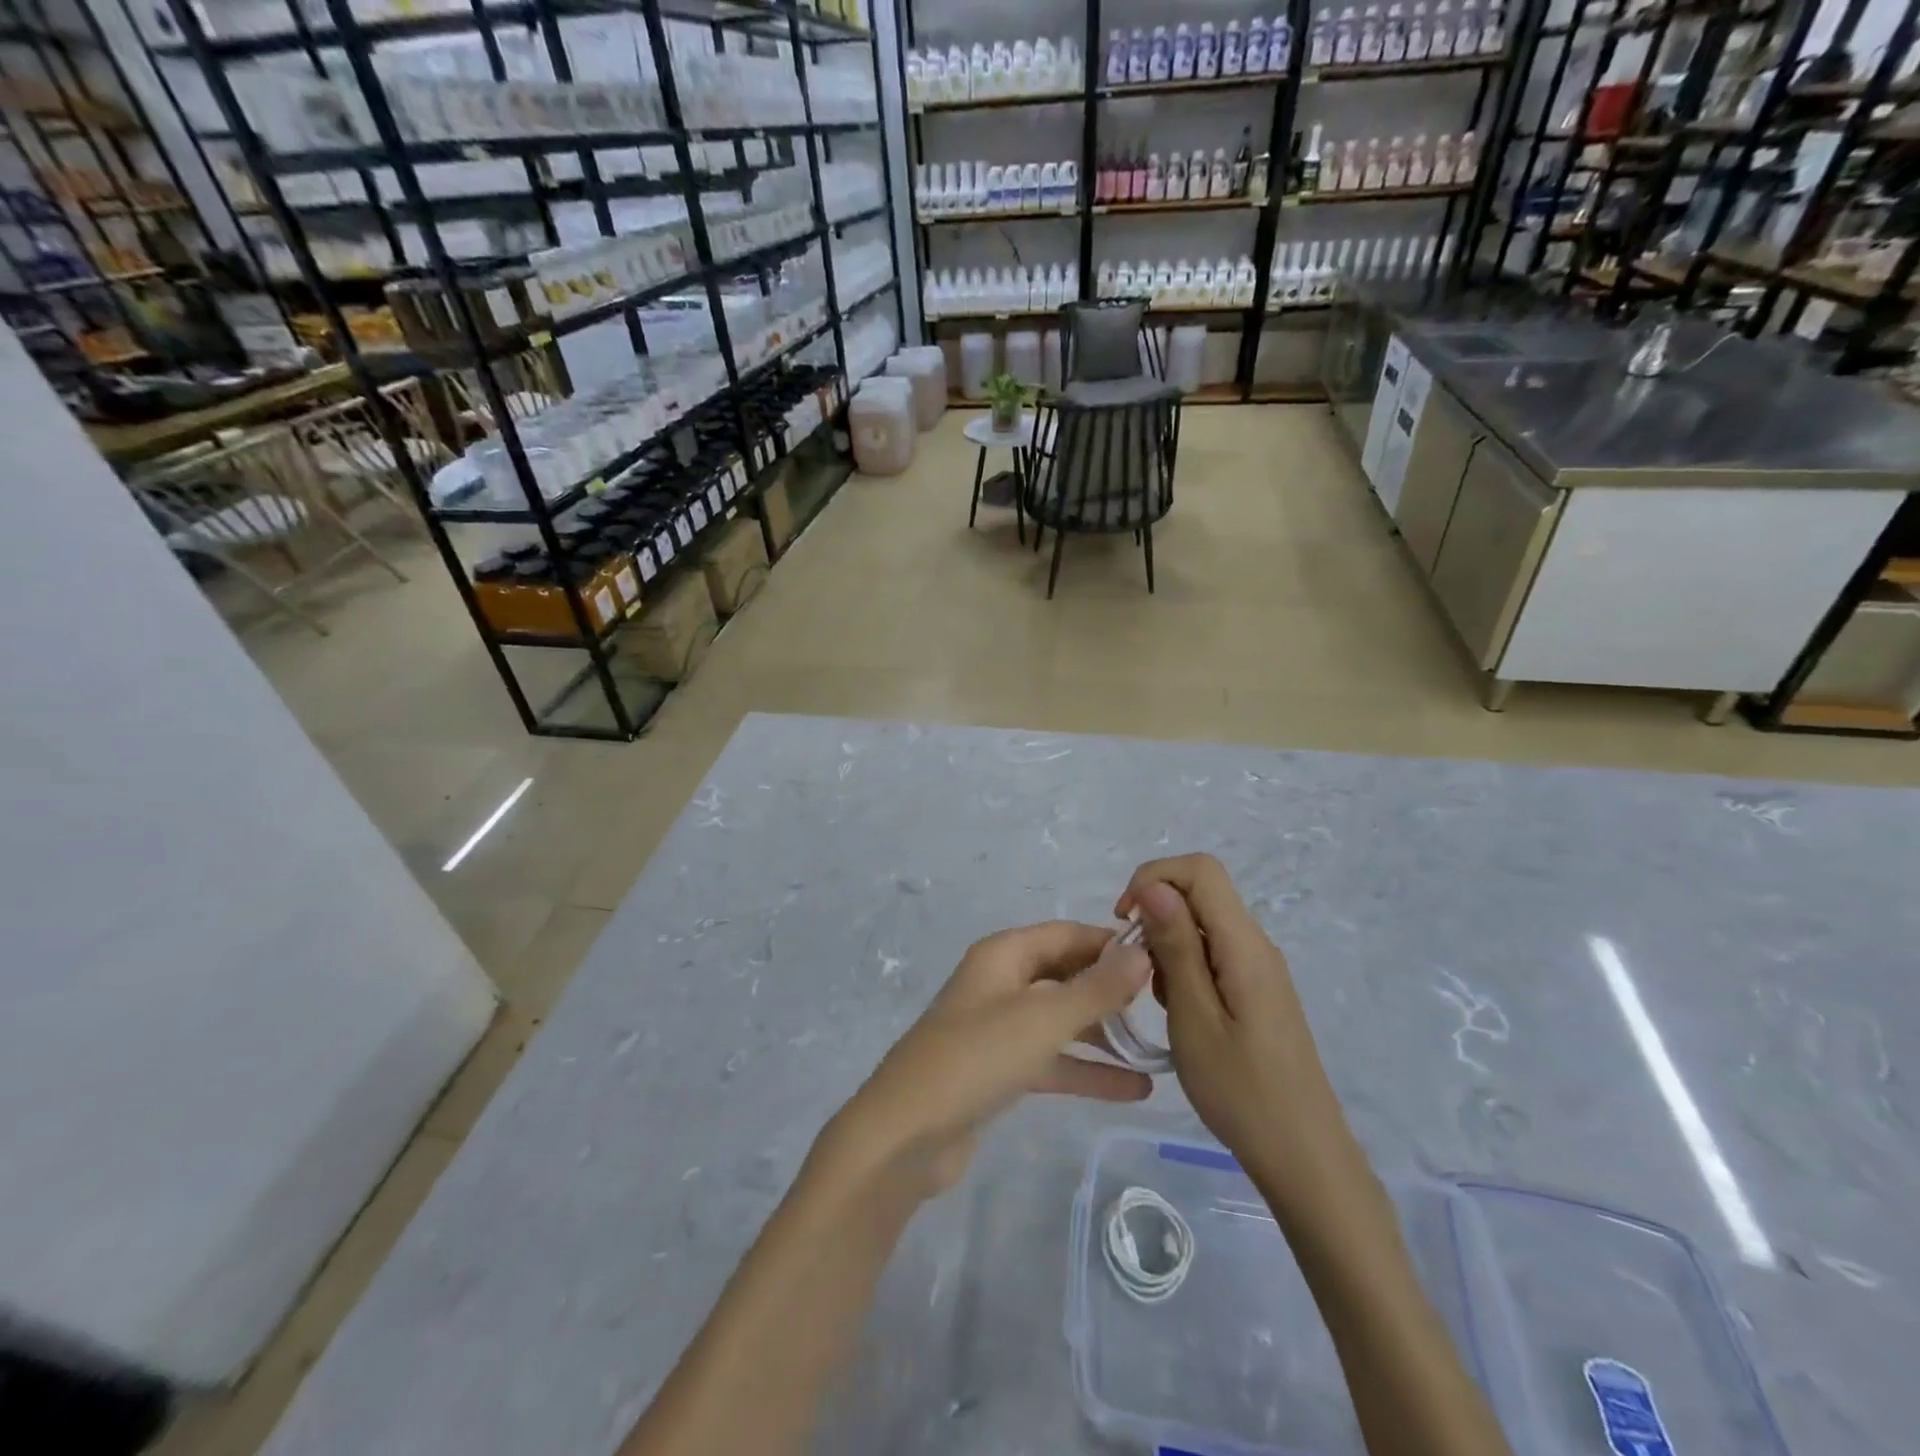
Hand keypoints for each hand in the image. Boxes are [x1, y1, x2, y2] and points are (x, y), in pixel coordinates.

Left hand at [814, 922, 1153, 1203]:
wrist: (907, 1134)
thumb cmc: (977, 1057)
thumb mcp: (1043, 1018)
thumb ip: (1096, 988)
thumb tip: (1142, 954)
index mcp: (1003, 955)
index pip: (1066, 934)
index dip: (1109, 942)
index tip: (1161, 956)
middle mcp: (1001, 983)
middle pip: (1065, 974)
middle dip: (1110, 988)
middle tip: (1165, 1004)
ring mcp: (999, 1028)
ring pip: (1061, 1020)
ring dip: (1104, 1032)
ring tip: (1159, 1046)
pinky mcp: (1000, 1071)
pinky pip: (1052, 1060)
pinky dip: (1087, 1070)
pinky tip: (1135, 1088)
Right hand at [1117, 855, 1351, 1189]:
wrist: (1303, 1157)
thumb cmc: (1241, 1090)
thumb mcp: (1194, 1017)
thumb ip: (1175, 946)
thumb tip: (1153, 885)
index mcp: (1243, 944)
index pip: (1199, 869)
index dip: (1153, 878)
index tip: (1125, 922)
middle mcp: (1256, 944)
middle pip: (1200, 893)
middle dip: (1156, 915)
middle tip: (1137, 970)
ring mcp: (1259, 968)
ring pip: (1203, 924)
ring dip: (1168, 945)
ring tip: (1161, 1001)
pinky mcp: (1257, 990)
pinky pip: (1213, 954)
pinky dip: (1185, 968)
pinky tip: (1181, 1012)